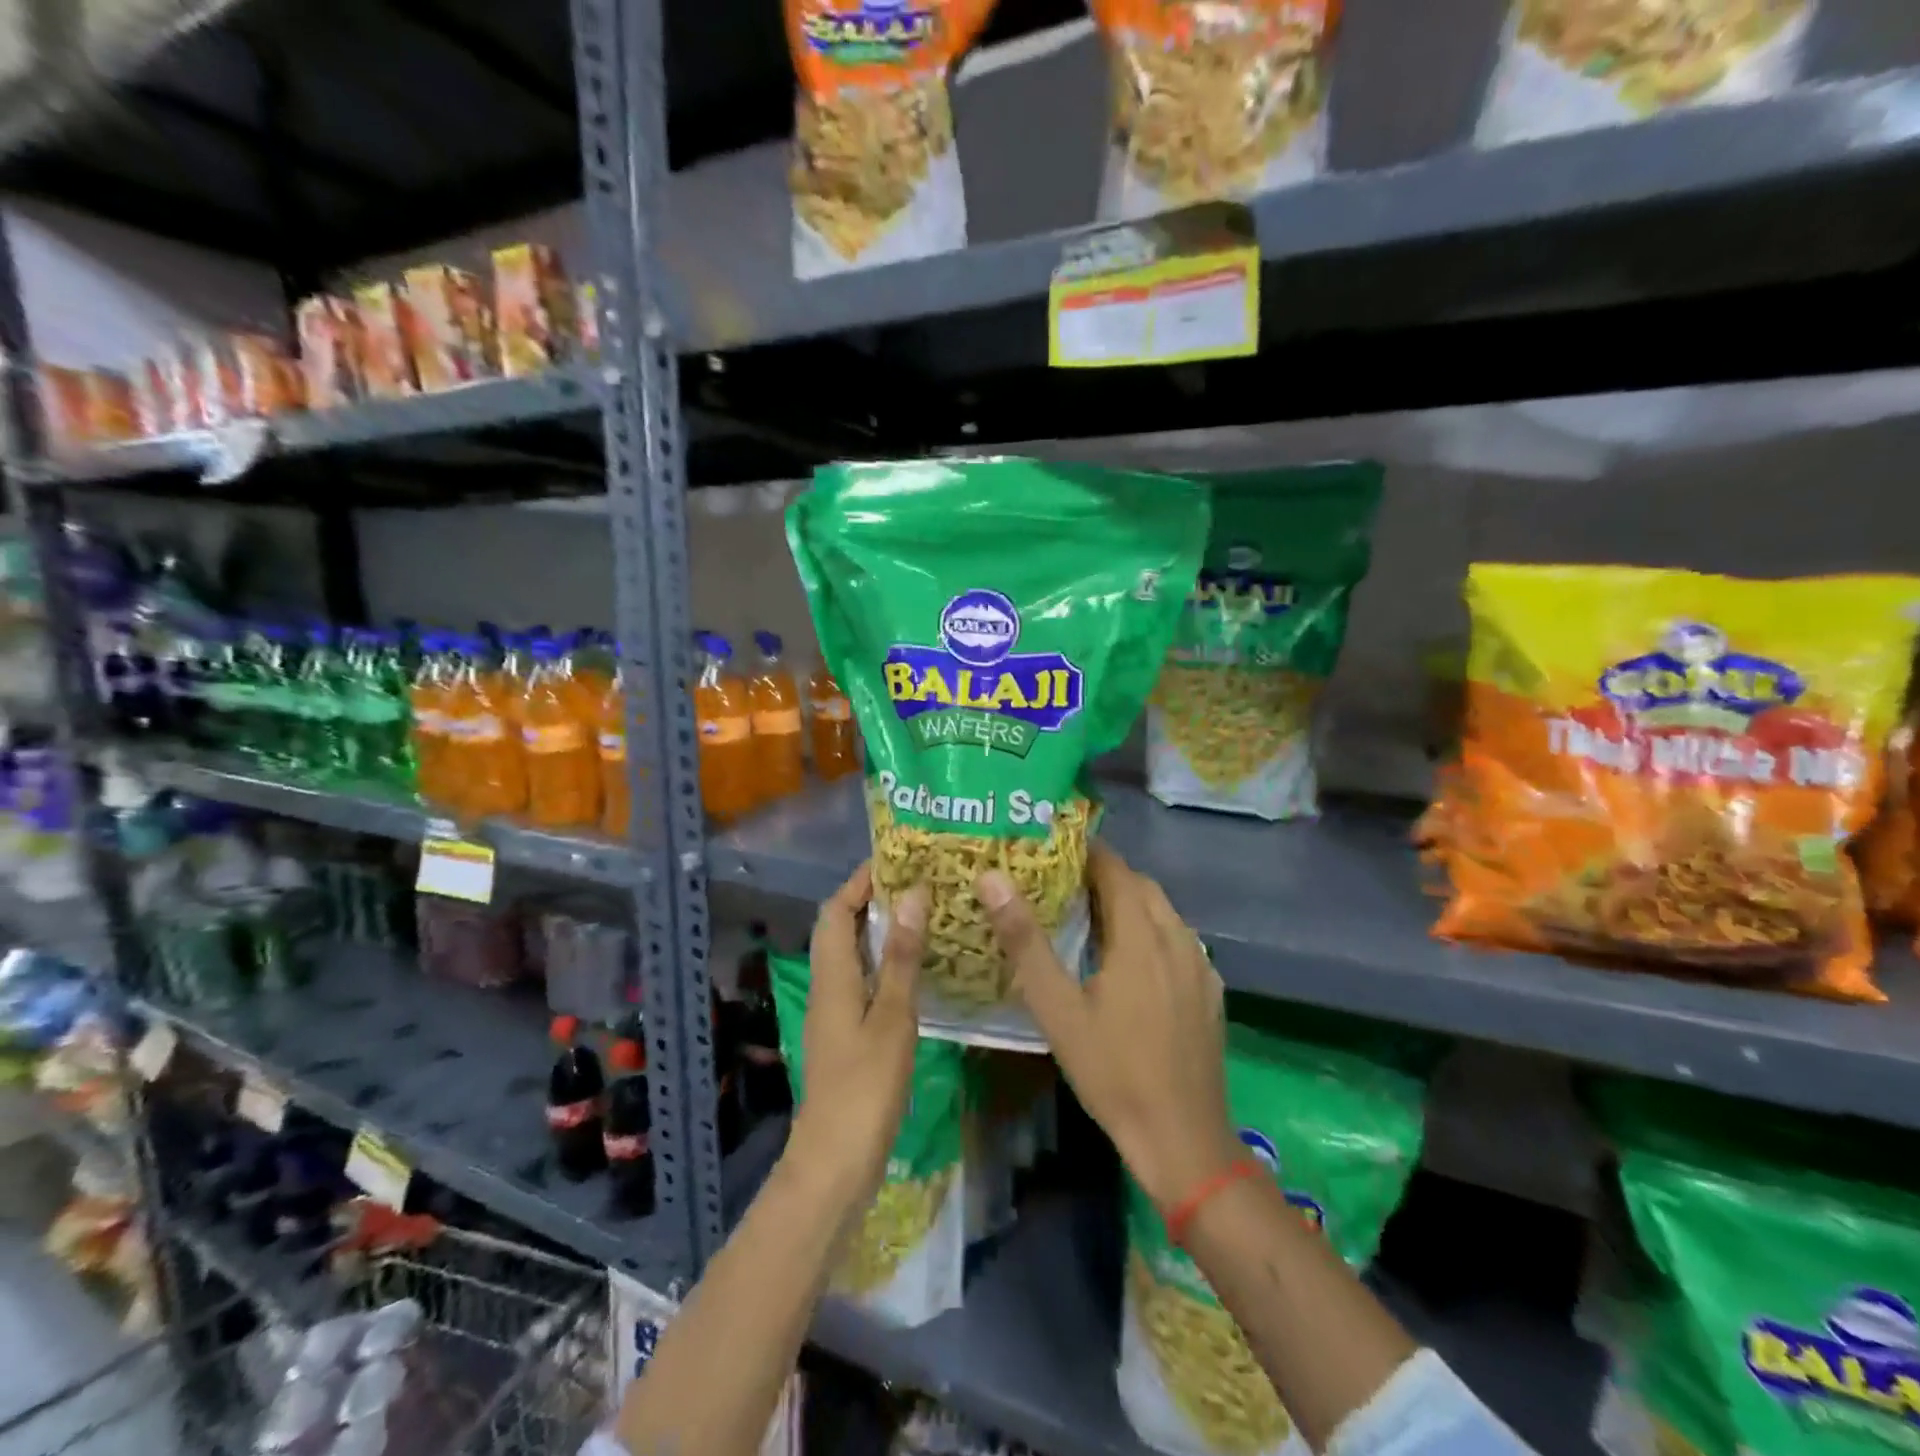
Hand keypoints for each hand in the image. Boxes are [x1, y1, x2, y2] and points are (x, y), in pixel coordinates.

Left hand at [787, 863, 926, 1199]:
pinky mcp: (846, 1035)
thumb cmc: (865, 1087)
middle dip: (873, 900)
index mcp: (831, 976)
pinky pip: (862, 981)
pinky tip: (918, 970)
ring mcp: (834, 1013)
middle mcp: (827, 987)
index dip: (859, 881)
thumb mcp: (893, 1017)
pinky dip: (885, 963)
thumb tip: (913, 896)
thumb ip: (902, 957)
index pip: (835, 910)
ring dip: (880, 931)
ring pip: (852, 955)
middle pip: (840, 928)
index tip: (896, 860)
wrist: (836, 1163)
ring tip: (924, 915)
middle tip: (919, 884)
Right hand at [977, 844, 1238, 1210]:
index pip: (1116, 869)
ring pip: (1164, 914)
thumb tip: (993, 879)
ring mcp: (1201, 967)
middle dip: (1106, 875)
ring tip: (1091, 916)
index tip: (1053, 847)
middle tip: (1063, 882)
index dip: (1087, 852)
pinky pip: (1179, 942)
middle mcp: (1179, 939)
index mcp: (1142, 935)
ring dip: (1131, 903)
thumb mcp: (1058, 1009)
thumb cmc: (1113, 1071)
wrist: (1183, 1139)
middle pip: (1143, 887)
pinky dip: (1152, 932)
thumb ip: (1025, 942)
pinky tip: (1131, 963)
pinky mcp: (1210, 993)